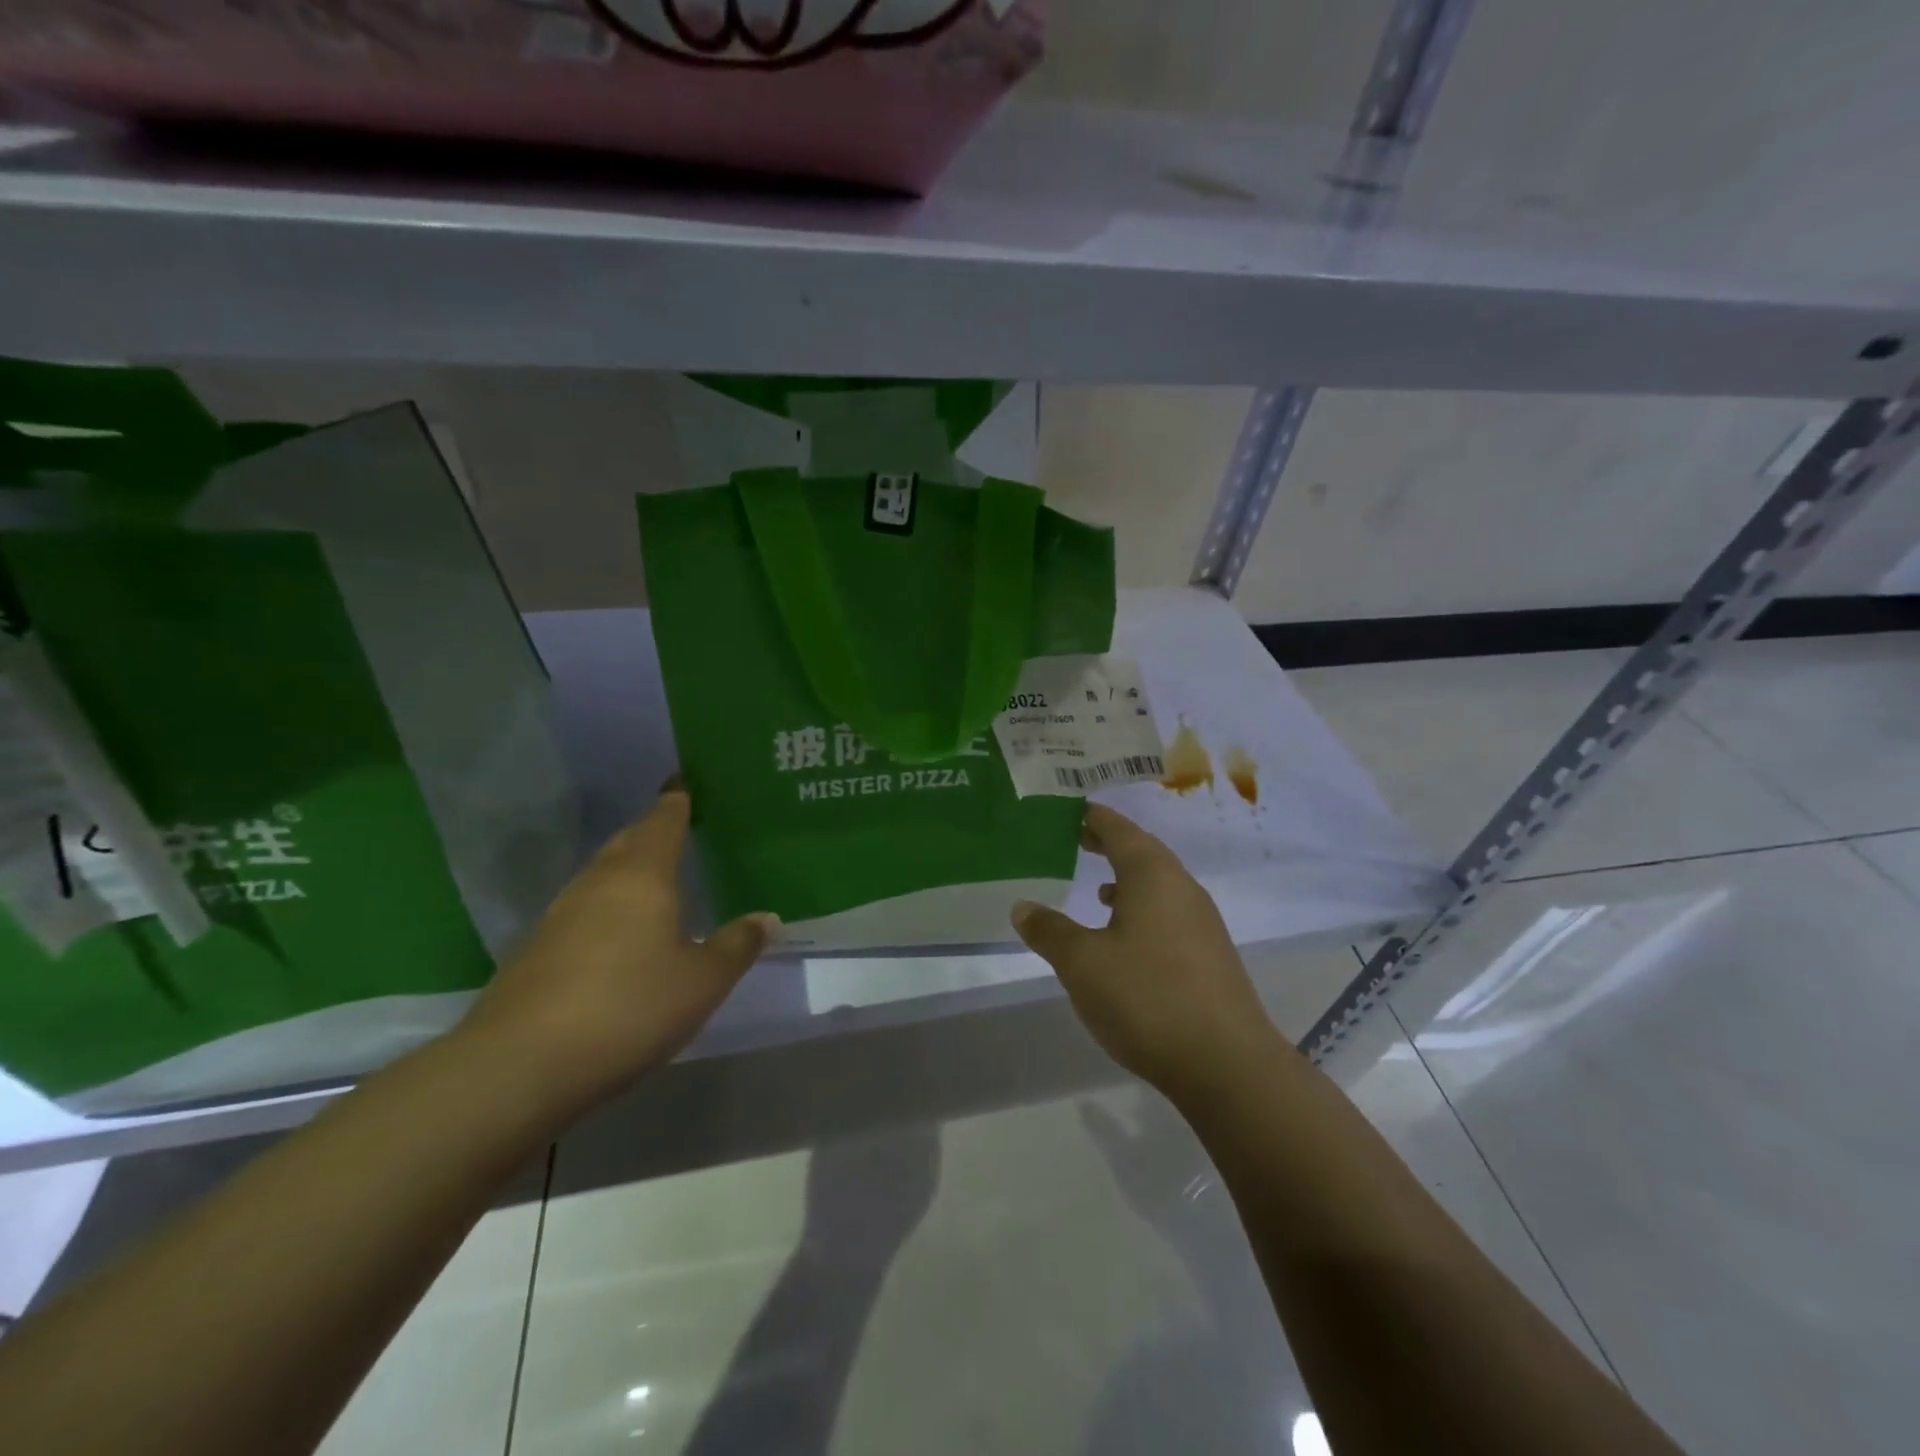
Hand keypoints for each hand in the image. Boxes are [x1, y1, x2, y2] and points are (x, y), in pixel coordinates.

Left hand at [460, 787, 773, 1111]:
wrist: (518, 1067)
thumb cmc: (628, 1008)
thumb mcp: (701, 982)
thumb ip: (736, 946)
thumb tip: (767, 918)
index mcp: (642, 876)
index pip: (663, 821)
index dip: (677, 801)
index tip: (687, 784)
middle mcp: (597, 883)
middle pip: (628, 842)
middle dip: (653, 830)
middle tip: (680, 827)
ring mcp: (559, 915)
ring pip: (601, 875)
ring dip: (628, 868)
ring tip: (656, 877)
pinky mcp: (535, 950)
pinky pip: (583, 909)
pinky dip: (607, 905)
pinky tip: (619, 932)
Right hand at [1011, 804, 1283, 1100]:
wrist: (1226, 1064)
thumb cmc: (1147, 998)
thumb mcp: (1082, 963)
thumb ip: (1049, 930)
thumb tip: (1022, 906)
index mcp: (1152, 875)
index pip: (1119, 830)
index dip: (1093, 818)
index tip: (1070, 810)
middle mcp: (1182, 888)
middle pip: (1142, 852)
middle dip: (1109, 844)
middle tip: (1076, 839)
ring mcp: (1202, 922)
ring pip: (1158, 885)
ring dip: (1127, 880)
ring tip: (1096, 888)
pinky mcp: (1209, 955)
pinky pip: (1168, 914)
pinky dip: (1141, 910)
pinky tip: (1124, 938)